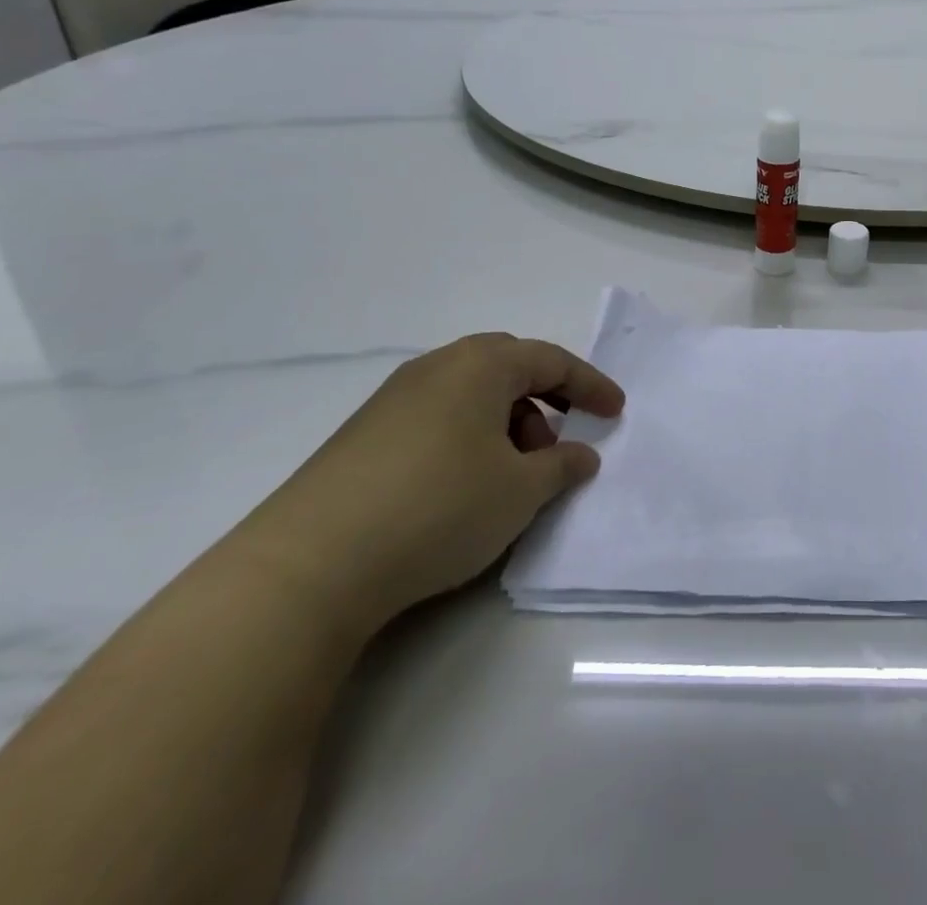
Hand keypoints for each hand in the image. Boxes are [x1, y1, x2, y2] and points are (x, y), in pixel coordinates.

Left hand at [239, 336, 624, 630]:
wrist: (309, 565)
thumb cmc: (440, 507)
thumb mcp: (520, 491)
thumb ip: (562, 466)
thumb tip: (580, 455)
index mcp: (481, 364)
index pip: (552, 361)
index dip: (591, 385)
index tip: (617, 412)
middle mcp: (437, 367)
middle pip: (508, 367)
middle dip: (545, 397)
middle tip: (564, 435)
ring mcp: (394, 399)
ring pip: (470, 394)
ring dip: (506, 421)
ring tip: (514, 473)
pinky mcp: (363, 435)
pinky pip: (438, 418)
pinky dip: (469, 437)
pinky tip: (466, 483)